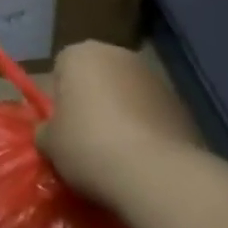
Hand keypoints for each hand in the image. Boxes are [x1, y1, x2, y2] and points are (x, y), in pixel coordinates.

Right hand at [36, 42, 201, 208]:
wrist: (156, 173)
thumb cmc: (89, 146)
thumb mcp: (50, 144)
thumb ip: (46, 131)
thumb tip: (51, 133)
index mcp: (80, 54)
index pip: (61, 69)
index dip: (59, 99)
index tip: (62, 127)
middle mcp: (118, 54)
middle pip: (97, 77)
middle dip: (92, 102)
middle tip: (86, 140)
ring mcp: (154, 77)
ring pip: (127, 94)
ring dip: (121, 115)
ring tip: (117, 154)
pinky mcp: (181, 103)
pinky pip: (152, 113)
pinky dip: (146, 129)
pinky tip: (142, 159)